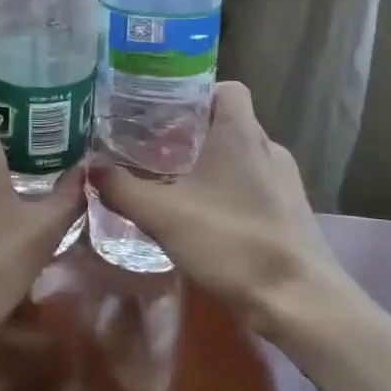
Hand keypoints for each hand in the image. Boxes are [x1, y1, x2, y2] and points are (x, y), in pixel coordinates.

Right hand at [92, 81, 363, 326]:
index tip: (161, 110)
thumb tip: (91, 169)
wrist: (298, 301)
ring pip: (240, 157)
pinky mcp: (290, 212)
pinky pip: (252, 186)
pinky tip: (201, 217)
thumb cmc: (231, 241)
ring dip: (209, 165)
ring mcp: (284, 182)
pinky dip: (227, 192)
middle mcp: (268, 148)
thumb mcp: (162, 214)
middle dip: (190, 132)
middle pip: (227, 123)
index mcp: (241, 133)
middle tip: (152, 148)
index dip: (194, 93)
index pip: (226, 88)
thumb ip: (121, 188)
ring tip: (171, 182)